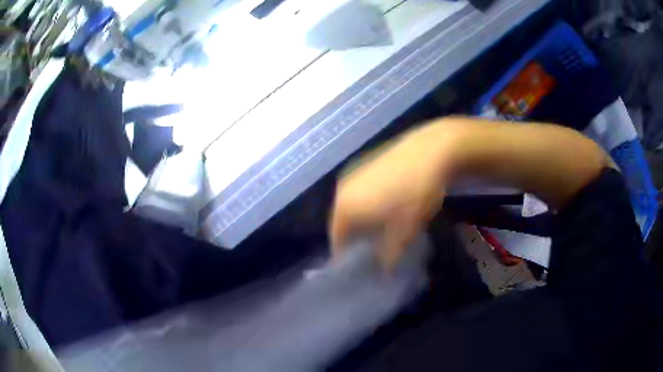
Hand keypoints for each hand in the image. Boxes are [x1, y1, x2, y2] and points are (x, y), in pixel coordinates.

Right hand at [329, 125, 450, 269]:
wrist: (430, 150)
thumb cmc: (414, 195)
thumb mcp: (404, 231)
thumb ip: (389, 255)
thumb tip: (384, 271)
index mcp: (345, 207)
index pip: (336, 238)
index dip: (347, 254)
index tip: (360, 265)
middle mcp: (343, 189)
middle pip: (342, 220)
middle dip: (354, 236)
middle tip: (371, 248)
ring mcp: (355, 172)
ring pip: (351, 203)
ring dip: (361, 218)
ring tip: (380, 227)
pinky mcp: (367, 161)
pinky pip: (361, 189)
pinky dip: (367, 201)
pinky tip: (386, 203)